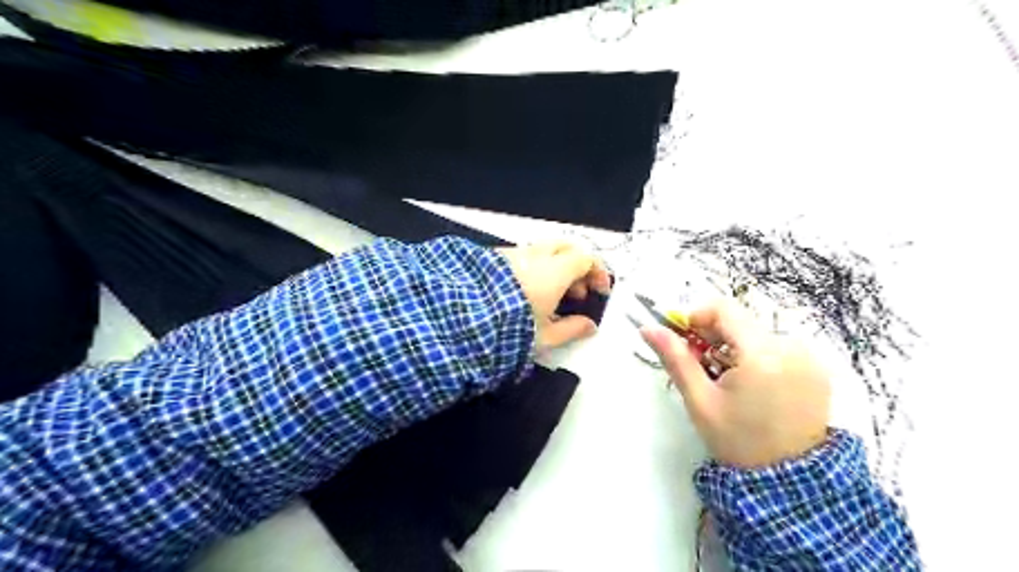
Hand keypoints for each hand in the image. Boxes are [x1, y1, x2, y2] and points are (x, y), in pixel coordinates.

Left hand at [499, 241, 607, 348]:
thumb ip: (572, 329)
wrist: (462, 319)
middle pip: (566, 248)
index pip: (585, 259)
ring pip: (543, 251)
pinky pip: (523, 256)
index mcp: (554, 271)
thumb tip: (589, 326)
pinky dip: (535, 268)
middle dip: (577, 266)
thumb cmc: (510, 330)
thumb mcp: (545, 337)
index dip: (597, 273)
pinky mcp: (494, 258)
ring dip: (555, 268)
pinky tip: (527, 292)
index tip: (599, 291)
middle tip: (577, 291)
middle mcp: (535, 255)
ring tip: (552, 296)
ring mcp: (513, 253)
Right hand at [643, 303, 827, 466]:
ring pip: (756, 334)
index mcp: (762, 355)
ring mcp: (809, 357)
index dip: (697, 317)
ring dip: (734, 347)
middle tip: (701, 366)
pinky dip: (756, 357)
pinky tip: (751, 385)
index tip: (683, 339)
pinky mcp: (817, 368)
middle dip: (714, 337)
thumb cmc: (737, 440)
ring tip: (726, 380)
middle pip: (740, 322)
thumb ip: (675, 358)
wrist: (788, 482)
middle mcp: (792, 348)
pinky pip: (777, 347)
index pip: (724, 309)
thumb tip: (648, 329)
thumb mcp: (700, 400)